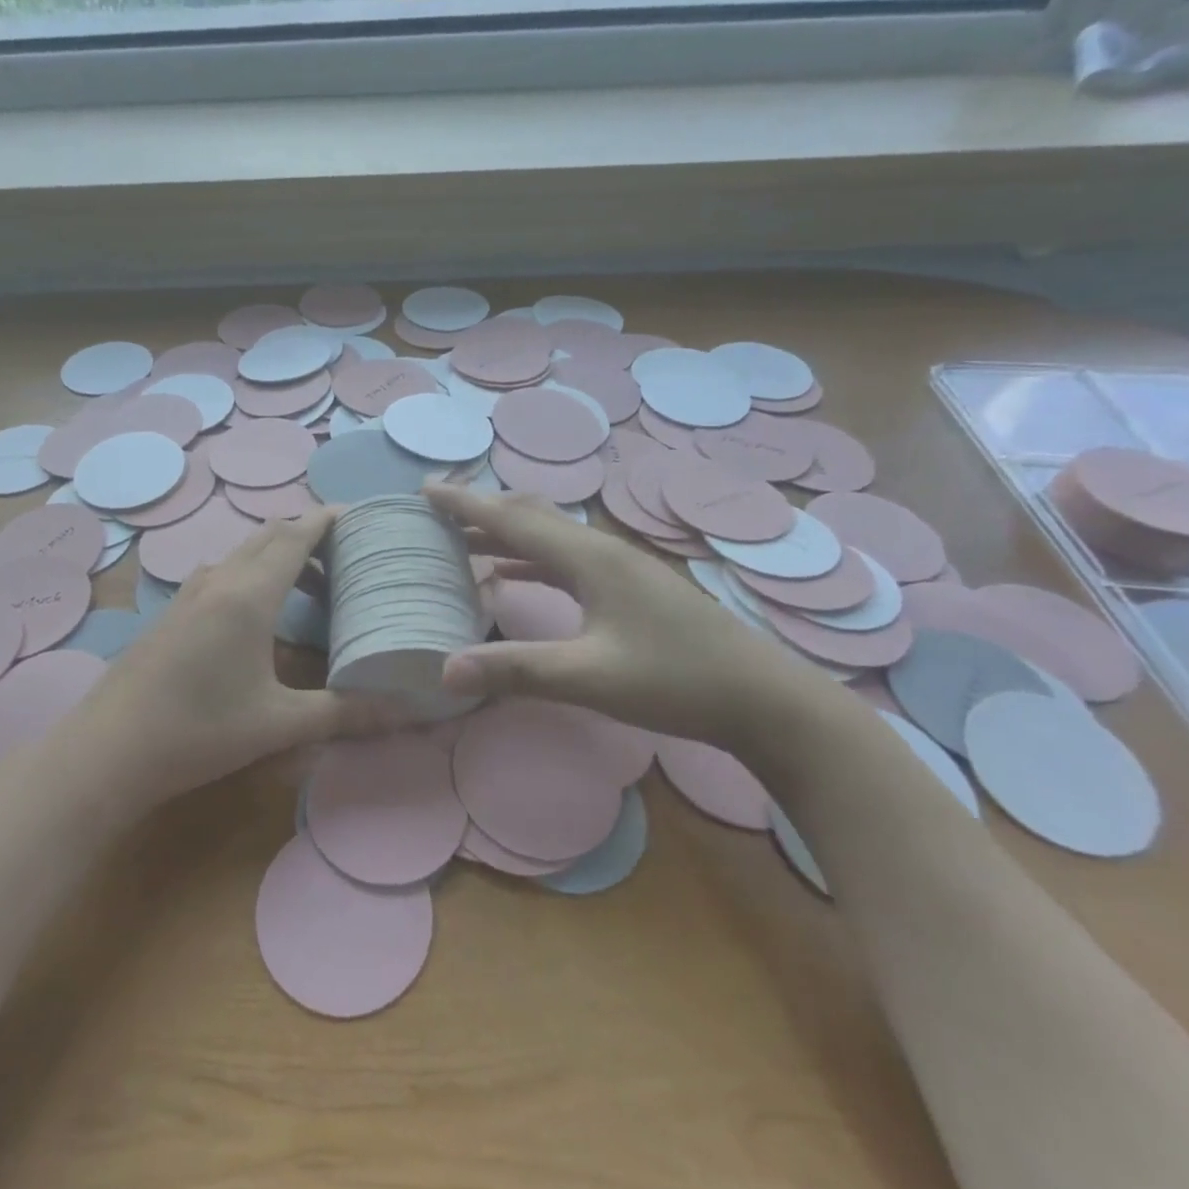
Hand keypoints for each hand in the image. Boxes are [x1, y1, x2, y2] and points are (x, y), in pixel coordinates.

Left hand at [69, 507, 398, 810]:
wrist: (108, 749)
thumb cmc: (199, 730)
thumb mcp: (278, 724)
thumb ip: (343, 714)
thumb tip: (406, 711)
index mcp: (249, 595)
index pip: (295, 536)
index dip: (326, 519)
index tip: (357, 514)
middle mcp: (218, 580)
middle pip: (268, 535)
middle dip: (307, 534)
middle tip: (344, 552)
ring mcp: (189, 593)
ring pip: (242, 553)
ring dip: (278, 555)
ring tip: (311, 584)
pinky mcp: (172, 611)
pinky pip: (222, 572)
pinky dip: (252, 573)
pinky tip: (259, 613)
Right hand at [426, 483, 828, 749]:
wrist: (764, 700)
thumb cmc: (676, 681)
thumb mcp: (590, 678)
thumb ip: (516, 670)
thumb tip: (445, 670)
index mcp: (589, 557)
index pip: (512, 519)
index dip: (465, 503)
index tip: (424, 488)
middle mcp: (601, 549)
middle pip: (530, 516)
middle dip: (481, 510)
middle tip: (436, 512)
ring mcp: (619, 566)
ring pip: (548, 536)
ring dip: (504, 533)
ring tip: (462, 540)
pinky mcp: (629, 587)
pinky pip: (565, 558)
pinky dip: (529, 558)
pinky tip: (513, 574)